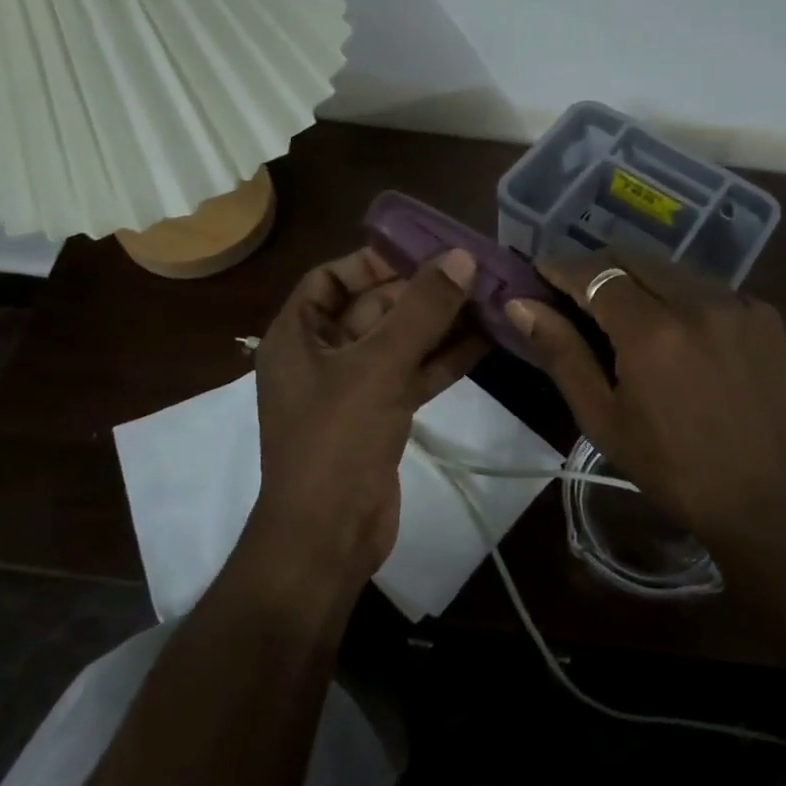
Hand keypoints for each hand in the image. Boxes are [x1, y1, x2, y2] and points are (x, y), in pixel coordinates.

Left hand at [250, 246, 486, 595]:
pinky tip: (485, 341)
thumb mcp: (379, 365)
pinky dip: (443, 359)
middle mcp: (320, 356)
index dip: (373, 260)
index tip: (423, 250)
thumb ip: (421, 309)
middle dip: (421, 292)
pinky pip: (411, 374)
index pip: (331, 277)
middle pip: (372, 308)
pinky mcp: (379, 416)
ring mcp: (351, 389)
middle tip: (473, 272)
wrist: (329, 535)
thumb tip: (460, 257)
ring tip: (489, 299)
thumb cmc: (338, 439)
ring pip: (398, 342)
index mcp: (297, 335)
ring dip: (439, 323)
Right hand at [505, 252, 785, 587]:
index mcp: (652, 331)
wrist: (771, 501)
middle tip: (574, 294)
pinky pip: (707, 286)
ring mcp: (738, 302)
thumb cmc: (673, 470)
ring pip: (671, 268)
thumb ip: (561, 353)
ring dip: (638, 278)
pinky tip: (674, 329)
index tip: (538, 273)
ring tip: (621, 312)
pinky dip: (678, 294)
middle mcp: (698, 301)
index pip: (594, 273)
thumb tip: (520, 305)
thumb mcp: (604, 419)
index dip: (561, 268)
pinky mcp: (764, 313)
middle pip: (633, 258)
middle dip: (597, 268)